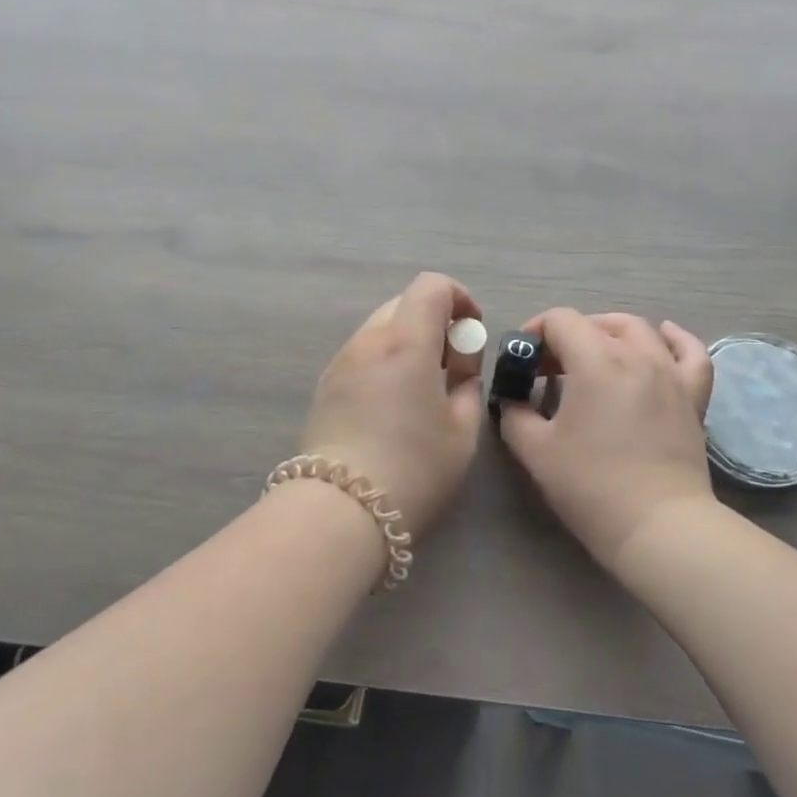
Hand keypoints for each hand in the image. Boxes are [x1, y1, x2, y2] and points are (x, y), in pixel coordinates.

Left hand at [300, 272, 485, 536]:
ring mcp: (341, 361)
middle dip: (434, 321)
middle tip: (451, 365)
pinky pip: (362, 354)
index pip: (431, 286)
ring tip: (421, 389)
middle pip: (404, 303)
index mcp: (405, 341)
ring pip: (381, 328)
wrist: (340, 511)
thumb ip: (467, 386)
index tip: (471, 332)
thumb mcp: (462, 431)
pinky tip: (392, 405)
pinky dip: (385, 360)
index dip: (459, 297)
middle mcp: (368, 340)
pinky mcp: (324, 385)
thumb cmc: (413, 469)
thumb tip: (459, 369)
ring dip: (408, 341)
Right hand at [499, 310, 714, 568]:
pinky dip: (674, 339)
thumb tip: (514, 400)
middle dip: (568, 336)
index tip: (524, 361)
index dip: (535, 332)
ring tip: (595, 355)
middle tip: (551, 370)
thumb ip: (514, 414)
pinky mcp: (693, 396)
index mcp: (595, 360)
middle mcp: (636, 354)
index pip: (560, 320)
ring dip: (610, 333)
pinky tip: (661, 338)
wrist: (658, 526)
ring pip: (640, 330)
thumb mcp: (534, 451)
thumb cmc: (591, 486)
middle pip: (597, 323)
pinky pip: (690, 352)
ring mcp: (670, 373)